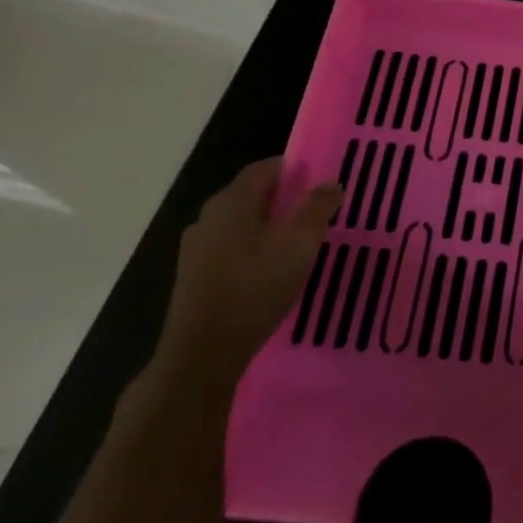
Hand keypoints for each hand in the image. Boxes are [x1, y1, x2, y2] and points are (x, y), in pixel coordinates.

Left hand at [155, 157, 340, 390]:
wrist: (202, 354)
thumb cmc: (255, 288)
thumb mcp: (299, 245)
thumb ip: (317, 209)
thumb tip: (330, 183)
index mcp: (233, 201)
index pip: (264, 168)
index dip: (292, 168)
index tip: (317, 177)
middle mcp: (209, 216)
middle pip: (249, 194)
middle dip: (281, 197)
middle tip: (311, 209)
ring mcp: (196, 248)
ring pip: (238, 223)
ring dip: (265, 225)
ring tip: (293, 241)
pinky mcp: (192, 276)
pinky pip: (227, 248)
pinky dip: (250, 248)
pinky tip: (267, 270)